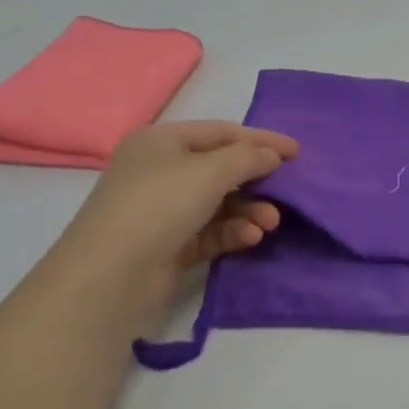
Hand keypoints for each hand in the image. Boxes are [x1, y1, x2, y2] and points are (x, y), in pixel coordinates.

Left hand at [53, 121, 299, 304]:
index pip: (221, 132)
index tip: (298, 152)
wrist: (110, 275)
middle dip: (256, 180)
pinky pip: (210, 231)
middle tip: (287, 192)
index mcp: (161, 141)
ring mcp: (162, 210)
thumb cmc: (159, 205)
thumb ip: (248, 157)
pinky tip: (251, 238)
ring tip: (271, 222)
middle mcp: (160, 171)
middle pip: (221, 168)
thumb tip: (272, 156)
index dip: (261, 140)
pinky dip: (232, 231)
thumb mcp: (209, 171)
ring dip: (249, 210)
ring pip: (219, 203)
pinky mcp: (169, 245)